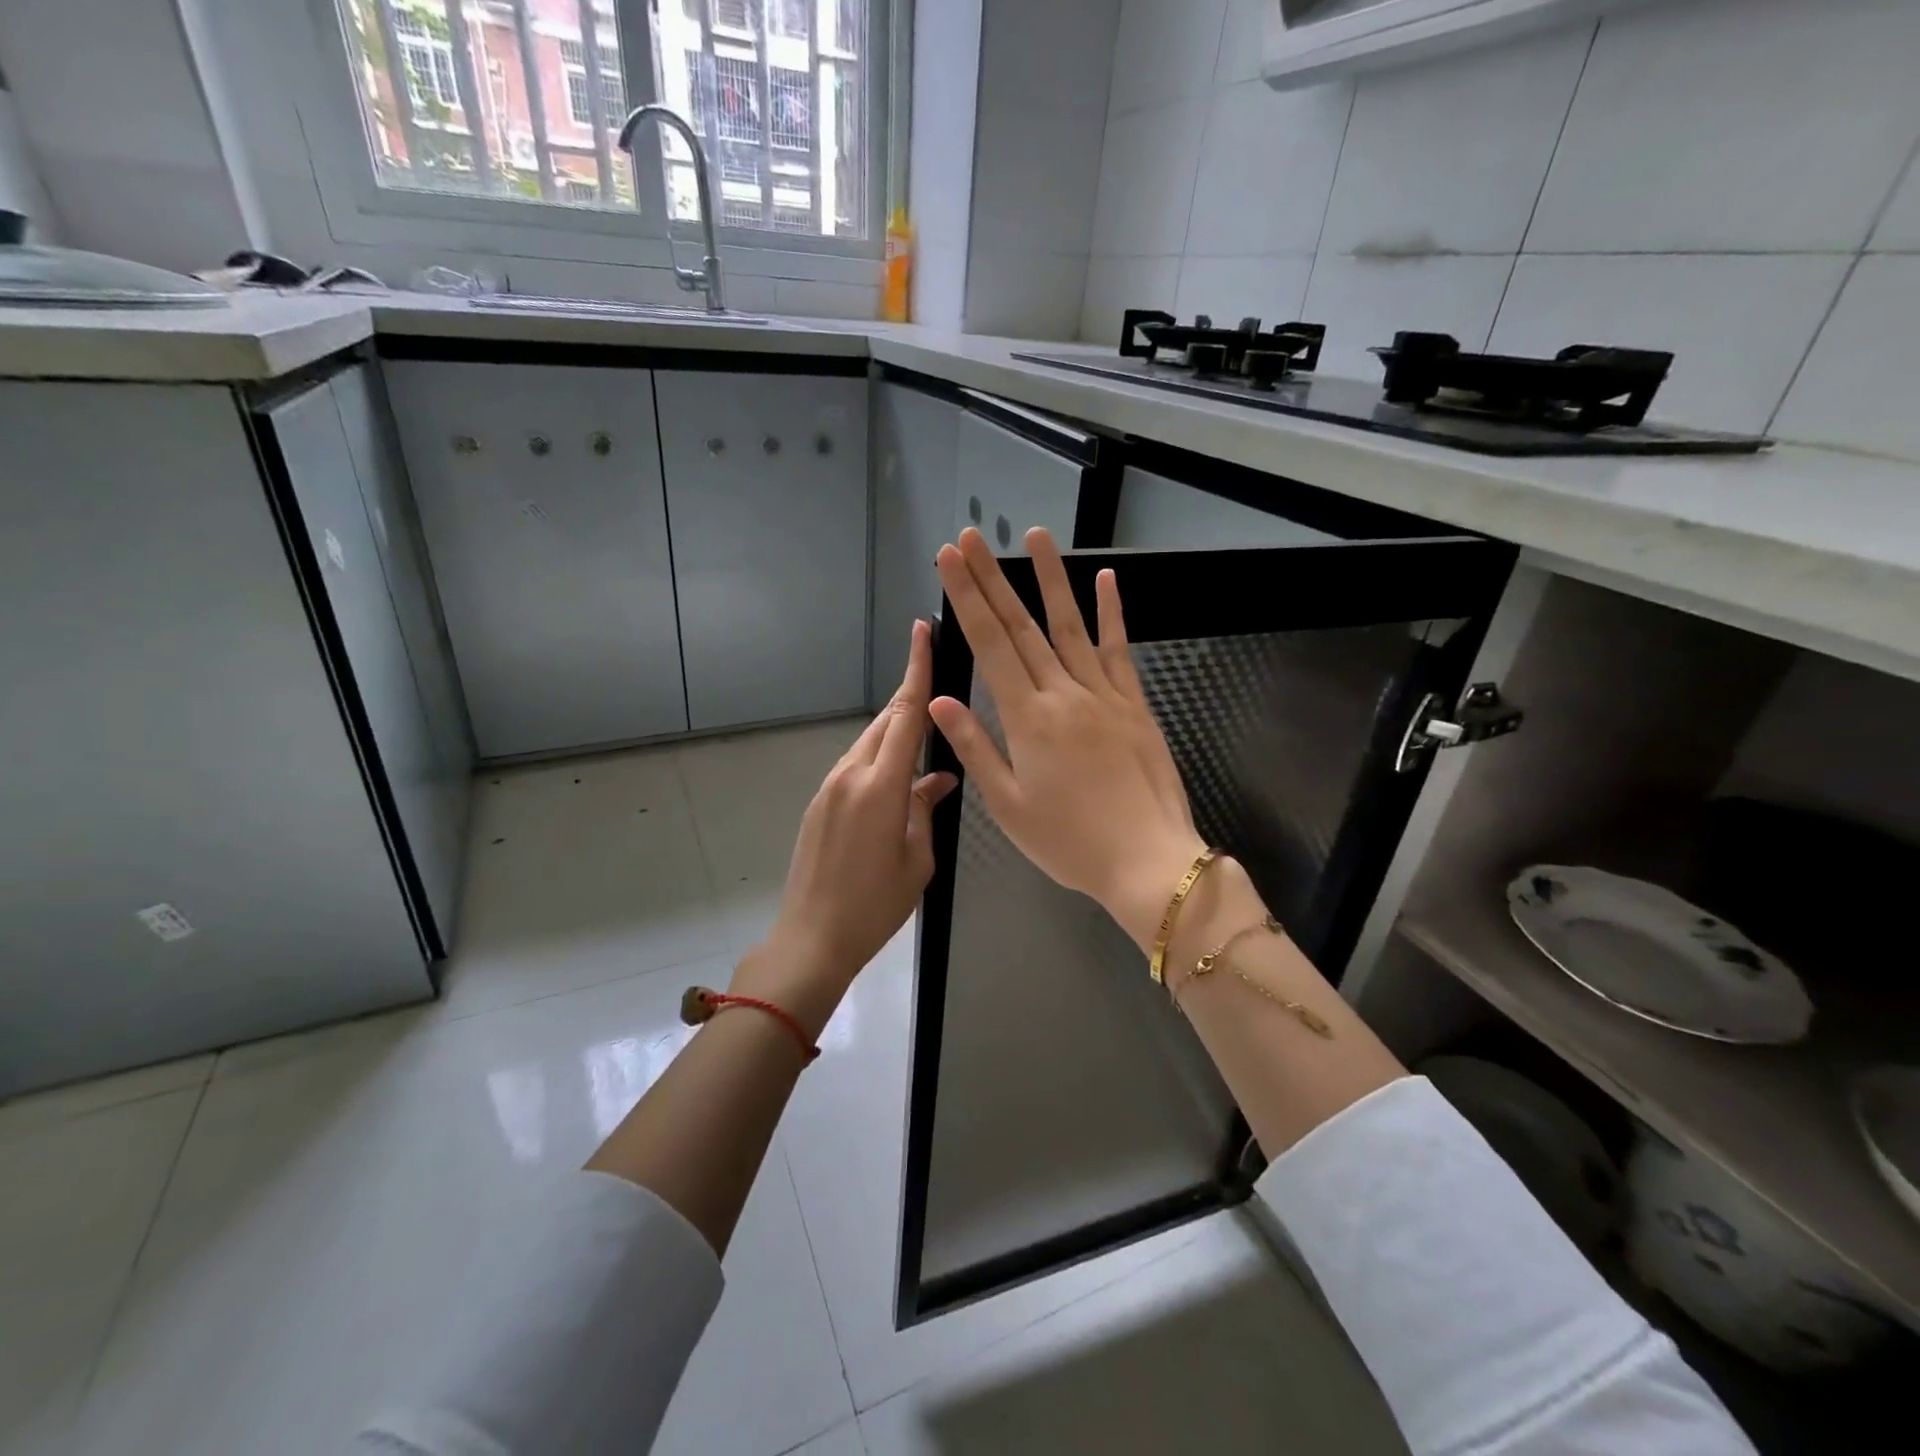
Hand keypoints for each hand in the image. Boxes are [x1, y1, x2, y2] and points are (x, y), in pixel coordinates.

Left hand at [734, 619, 957, 1036]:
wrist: (811, 937)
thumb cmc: (875, 905)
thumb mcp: (917, 858)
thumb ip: (926, 808)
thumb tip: (939, 777)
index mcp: (881, 786)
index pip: (905, 714)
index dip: (916, 669)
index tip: (922, 630)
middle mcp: (851, 774)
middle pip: (886, 721)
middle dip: (911, 697)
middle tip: (937, 680)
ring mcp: (830, 786)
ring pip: (869, 742)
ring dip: (896, 731)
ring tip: (926, 736)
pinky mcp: (819, 801)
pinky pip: (855, 764)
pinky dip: (879, 757)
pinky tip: (898, 777)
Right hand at [929, 527, 1205, 951]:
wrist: (1148, 860)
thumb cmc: (1070, 841)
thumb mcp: (1009, 806)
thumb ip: (976, 747)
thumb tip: (941, 700)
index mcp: (1028, 718)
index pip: (990, 644)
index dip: (966, 598)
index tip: (950, 559)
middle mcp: (1064, 693)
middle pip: (1022, 626)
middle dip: (992, 578)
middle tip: (972, 537)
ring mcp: (1104, 694)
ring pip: (1071, 626)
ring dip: (1051, 579)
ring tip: (1035, 536)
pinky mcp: (1135, 704)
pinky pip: (1119, 650)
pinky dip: (1111, 614)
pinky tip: (1105, 581)